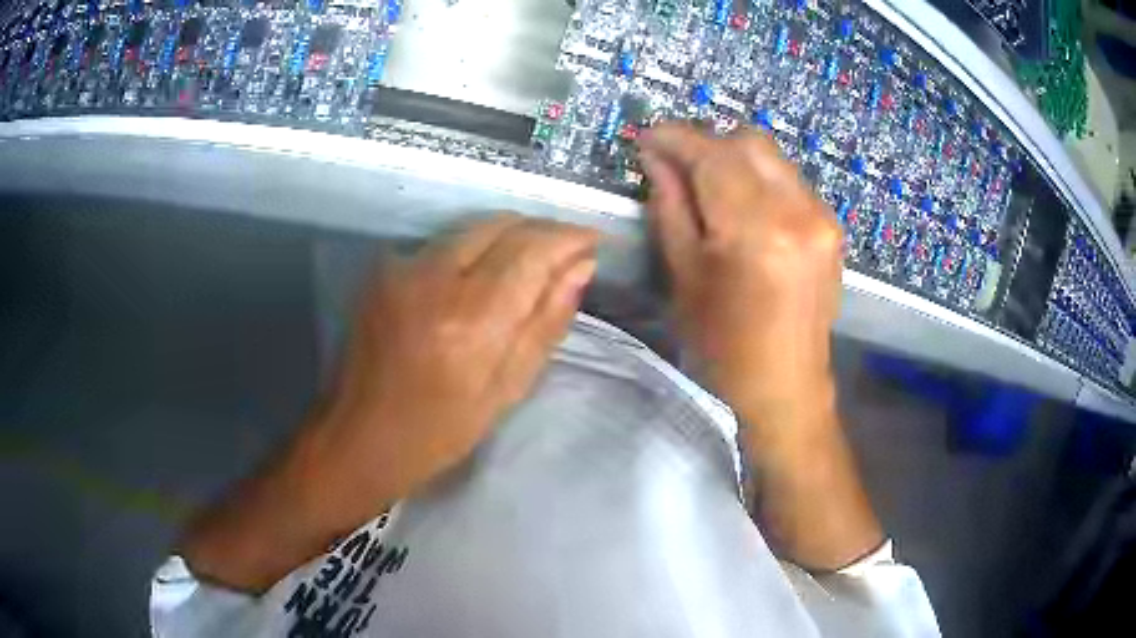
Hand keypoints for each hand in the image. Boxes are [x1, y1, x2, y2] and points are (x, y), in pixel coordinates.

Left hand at [180, 215, 598, 592]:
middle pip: (503, 224)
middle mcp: (434, 278)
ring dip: (509, 237)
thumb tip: (581, 268)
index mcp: (472, 319)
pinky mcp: (384, 269)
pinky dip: (474, 249)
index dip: (571, 237)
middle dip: (542, 231)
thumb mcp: (507, 389)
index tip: (596, 241)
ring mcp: (403, 267)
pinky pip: (445, 242)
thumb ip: (546, 321)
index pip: (533, 249)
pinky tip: (481, 277)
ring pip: (473, 227)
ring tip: (530, 265)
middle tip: (566, 255)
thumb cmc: (439, 431)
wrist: (358, 435)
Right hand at [639, 123, 881, 570]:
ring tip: (706, 185)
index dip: (674, 137)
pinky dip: (759, 178)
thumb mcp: (684, 275)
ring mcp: (822, 217)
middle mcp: (798, 211)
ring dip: (734, 158)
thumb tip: (656, 157)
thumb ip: (671, 205)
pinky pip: (789, 180)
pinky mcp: (831, 227)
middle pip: (749, 140)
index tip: (646, 138)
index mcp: (757, 230)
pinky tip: (741, 206)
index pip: (712, 154)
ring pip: (772, 156)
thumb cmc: (724, 347)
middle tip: (675, 162)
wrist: (785, 388)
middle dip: (707, 142)